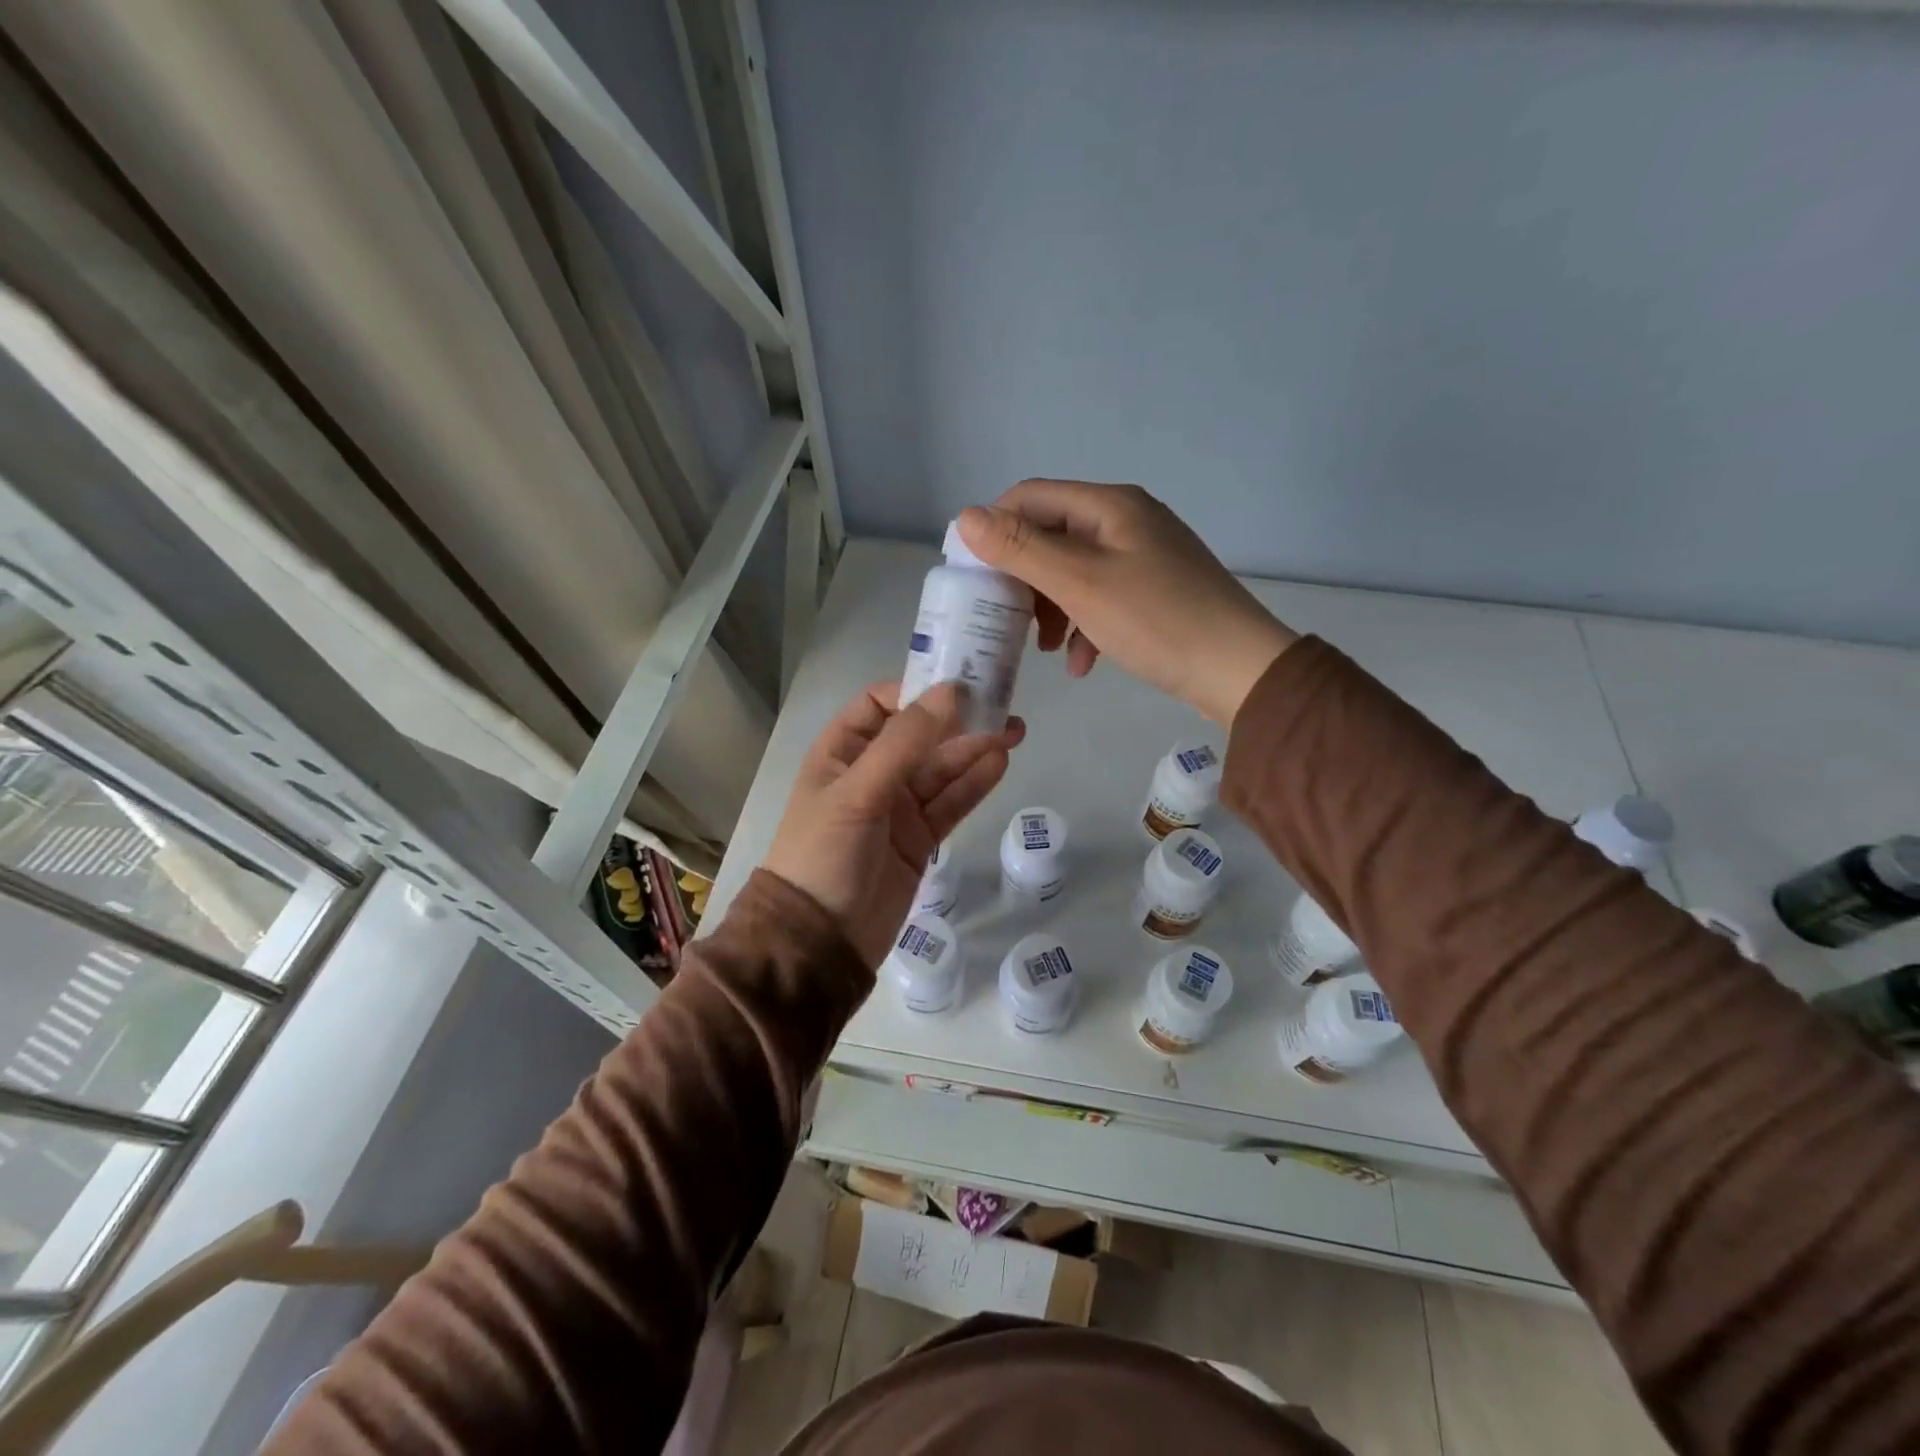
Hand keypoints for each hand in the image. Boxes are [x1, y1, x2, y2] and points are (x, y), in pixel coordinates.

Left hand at [763, 682, 1022, 965]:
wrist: (821, 941)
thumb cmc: (825, 854)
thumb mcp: (858, 792)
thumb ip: (905, 742)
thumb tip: (951, 691)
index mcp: (841, 752)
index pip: (880, 705)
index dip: (917, 691)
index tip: (960, 683)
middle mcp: (870, 773)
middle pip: (920, 736)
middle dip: (958, 720)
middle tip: (1004, 705)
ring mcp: (897, 807)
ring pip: (941, 770)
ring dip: (974, 750)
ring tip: (1013, 732)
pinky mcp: (919, 839)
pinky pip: (950, 803)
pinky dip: (974, 785)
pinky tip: (1000, 765)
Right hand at [957, 481, 1297, 726]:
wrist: (1239, 669)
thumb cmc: (1155, 620)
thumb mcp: (1080, 583)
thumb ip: (1021, 549)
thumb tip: (965, 517)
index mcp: (1108, 505)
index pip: (1029, 497)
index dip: (994, 531)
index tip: (974, 578)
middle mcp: (1126, 520)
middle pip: (1051, 535)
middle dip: (1024, 579)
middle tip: (1008, 620)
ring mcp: (1144, 555)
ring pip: (1073, 571)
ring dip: (1051, 608)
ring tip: (1044, 649)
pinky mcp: (1154, 589)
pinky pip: (1102, 597)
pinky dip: (1083, 625)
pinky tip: (1081, 661)